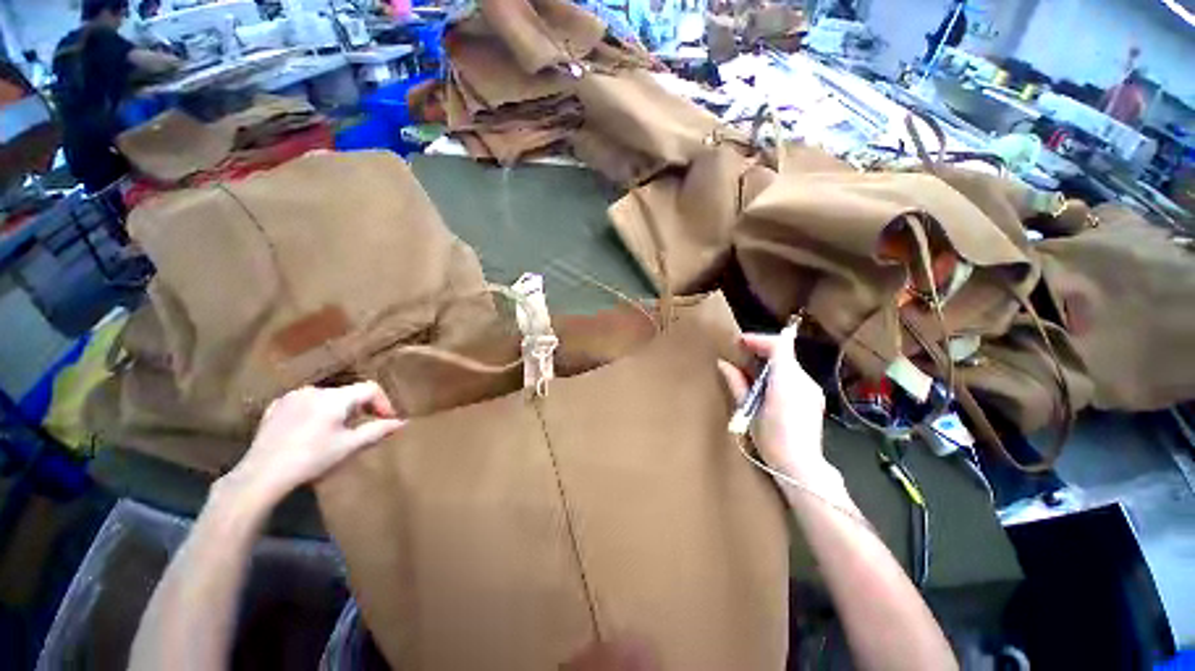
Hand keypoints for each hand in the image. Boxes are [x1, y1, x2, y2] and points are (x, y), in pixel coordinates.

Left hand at [224, 382, 404, 501]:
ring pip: (327, 398)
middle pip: (349, 393)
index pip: (370, 388)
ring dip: (339, 410)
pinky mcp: (276, 407)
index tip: (387, 420)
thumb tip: (401, 422)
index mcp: (335, 398)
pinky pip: (306, 403)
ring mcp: (292, 397)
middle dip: (361, 408)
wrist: (261, 476)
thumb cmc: (312, 460)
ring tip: (337, 431)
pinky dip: (316, 412)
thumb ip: (377, 430)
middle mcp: (314, 390)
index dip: (383, 403)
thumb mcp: (349, 446)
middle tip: (363, 428)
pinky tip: (311, 431)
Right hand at [717, 328, 830, 482]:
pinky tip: (765, 388)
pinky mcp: (813, 399)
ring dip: (769, 363)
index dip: (759, 339)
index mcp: (787, 381)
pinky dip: (778, 375)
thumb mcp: (749, 410)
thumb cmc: (772, 440)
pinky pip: (793, 377)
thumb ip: (738, 383)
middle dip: (761, 350)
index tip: (740, 343)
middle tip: (740, 355)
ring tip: (749, 373)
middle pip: (784, 354)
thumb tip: (723, 364)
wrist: (801, 467)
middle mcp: (804, 381)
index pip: (779, 346)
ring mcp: (811, 390)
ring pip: (789, 365)